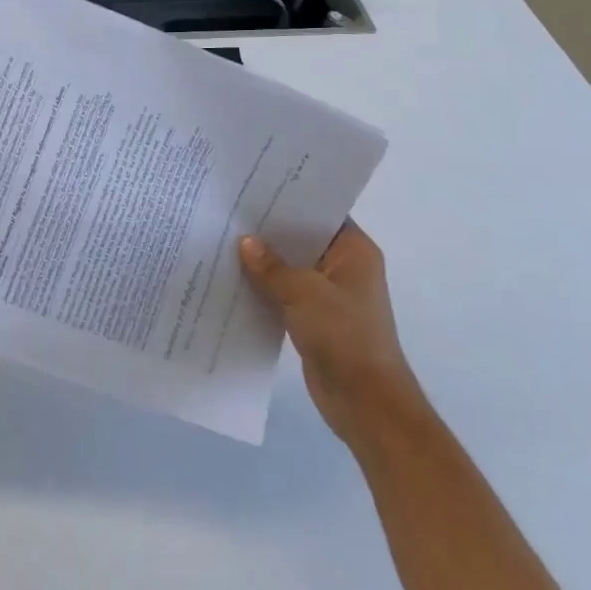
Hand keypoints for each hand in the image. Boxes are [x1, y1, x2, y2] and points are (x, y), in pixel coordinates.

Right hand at [240, 219, 423, 446]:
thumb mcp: (304, 292)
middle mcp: (344, 267)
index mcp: (354, 251)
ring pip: (292, 267)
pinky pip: (286, 293)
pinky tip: (234, 278)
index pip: (320, 211)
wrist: (367, 404)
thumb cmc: (345, 336)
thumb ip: (272, 267)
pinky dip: (265, 288)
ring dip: (264, 262)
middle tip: (231, 209)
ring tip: (224, 239)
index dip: (289, 198)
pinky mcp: (315, 319)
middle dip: (270, 230)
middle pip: (302, 238)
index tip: (254, 185)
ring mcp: (330, 295)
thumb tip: (245, 242)